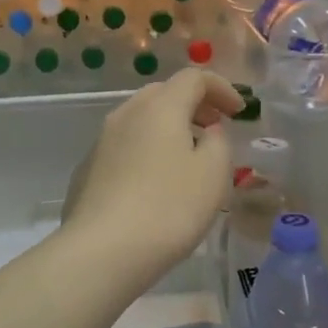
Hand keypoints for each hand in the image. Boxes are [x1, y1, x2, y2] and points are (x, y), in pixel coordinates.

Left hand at [61, 69, 244, 287]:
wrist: (101, 250)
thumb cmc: (168, 208)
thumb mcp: (213, 175)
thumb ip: (218, 143)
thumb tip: (207, 132)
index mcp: (160, 106)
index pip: (194, 77)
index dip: (221, 88)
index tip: (239, 112)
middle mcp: (127, 113)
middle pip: (164, 93)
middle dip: (194, 105)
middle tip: (215, 128)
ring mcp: (102, 140)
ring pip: (141, 119)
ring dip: (169, 128)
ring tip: (188, 157)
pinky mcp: (88, 168)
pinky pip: (125, 146)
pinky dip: (147, 150)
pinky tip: (155, 183)